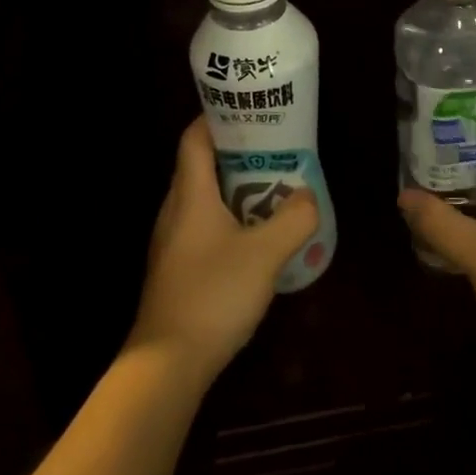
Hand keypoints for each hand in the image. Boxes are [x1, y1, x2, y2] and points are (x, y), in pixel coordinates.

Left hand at [127, 116, 318, 383]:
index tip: (249, 110)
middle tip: (274, 151)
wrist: (167, 363)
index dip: (217, 117)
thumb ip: (293, 220)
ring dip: (235, 189)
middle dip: (237, 153)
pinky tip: (254, 238)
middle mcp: (175, 209)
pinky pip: (203, 227)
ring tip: (272, 190)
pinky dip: (228, 219)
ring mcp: (172, 240)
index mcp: (190, 193)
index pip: (195, 137)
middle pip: (201, 165)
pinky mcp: (176, 267)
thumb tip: (308, 195)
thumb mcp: (264, 254)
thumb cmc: (213, 294)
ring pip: (203, 198)